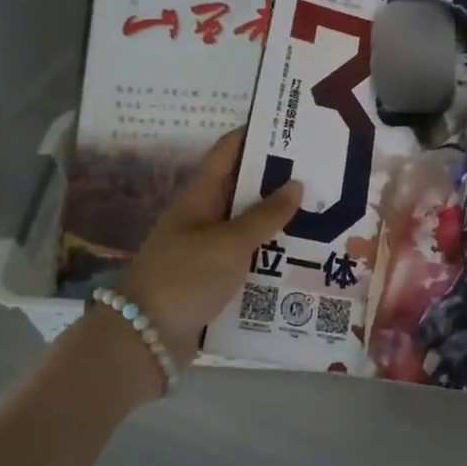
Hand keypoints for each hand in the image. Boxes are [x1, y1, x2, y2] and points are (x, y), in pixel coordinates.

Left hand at [120, 129, 302, 365]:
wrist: (144, 338)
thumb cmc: (186, 277)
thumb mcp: (230, 243)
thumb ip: (265, 215)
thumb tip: (296, 184)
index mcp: (200, 196)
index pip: (228, 152)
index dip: (256, 135)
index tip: (291, 127)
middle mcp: (202, 216)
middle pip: (243, 188)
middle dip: (278, 179)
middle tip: (321, 173)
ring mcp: (206, 249)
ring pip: (248, 225)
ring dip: (278, 220)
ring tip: (322, 212)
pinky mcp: (212, 279)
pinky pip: (247, 258)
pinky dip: (270, 254)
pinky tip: (302, 256)